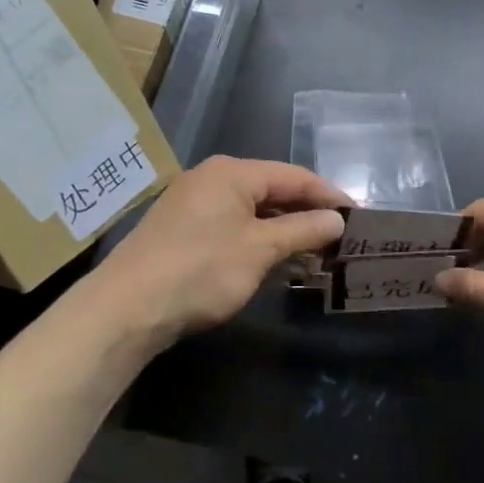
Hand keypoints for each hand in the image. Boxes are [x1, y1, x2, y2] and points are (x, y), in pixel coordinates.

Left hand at [92, 156, 350, 343]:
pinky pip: (233, 227)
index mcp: (232, 173)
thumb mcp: (260, 249)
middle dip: (306, 214)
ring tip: (315, 253)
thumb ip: (303, 229)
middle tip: (339, 237)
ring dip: (283, 231)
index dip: (328, 195)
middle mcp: (212, 179)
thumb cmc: (201, 270)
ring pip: (252, 211)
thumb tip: (337, 220)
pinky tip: (275, 262)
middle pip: (272, 190)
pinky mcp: (182, 231)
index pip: (294, 176)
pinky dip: (258, 241)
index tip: (357, 216)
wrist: (126, 309)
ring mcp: (193, 204)